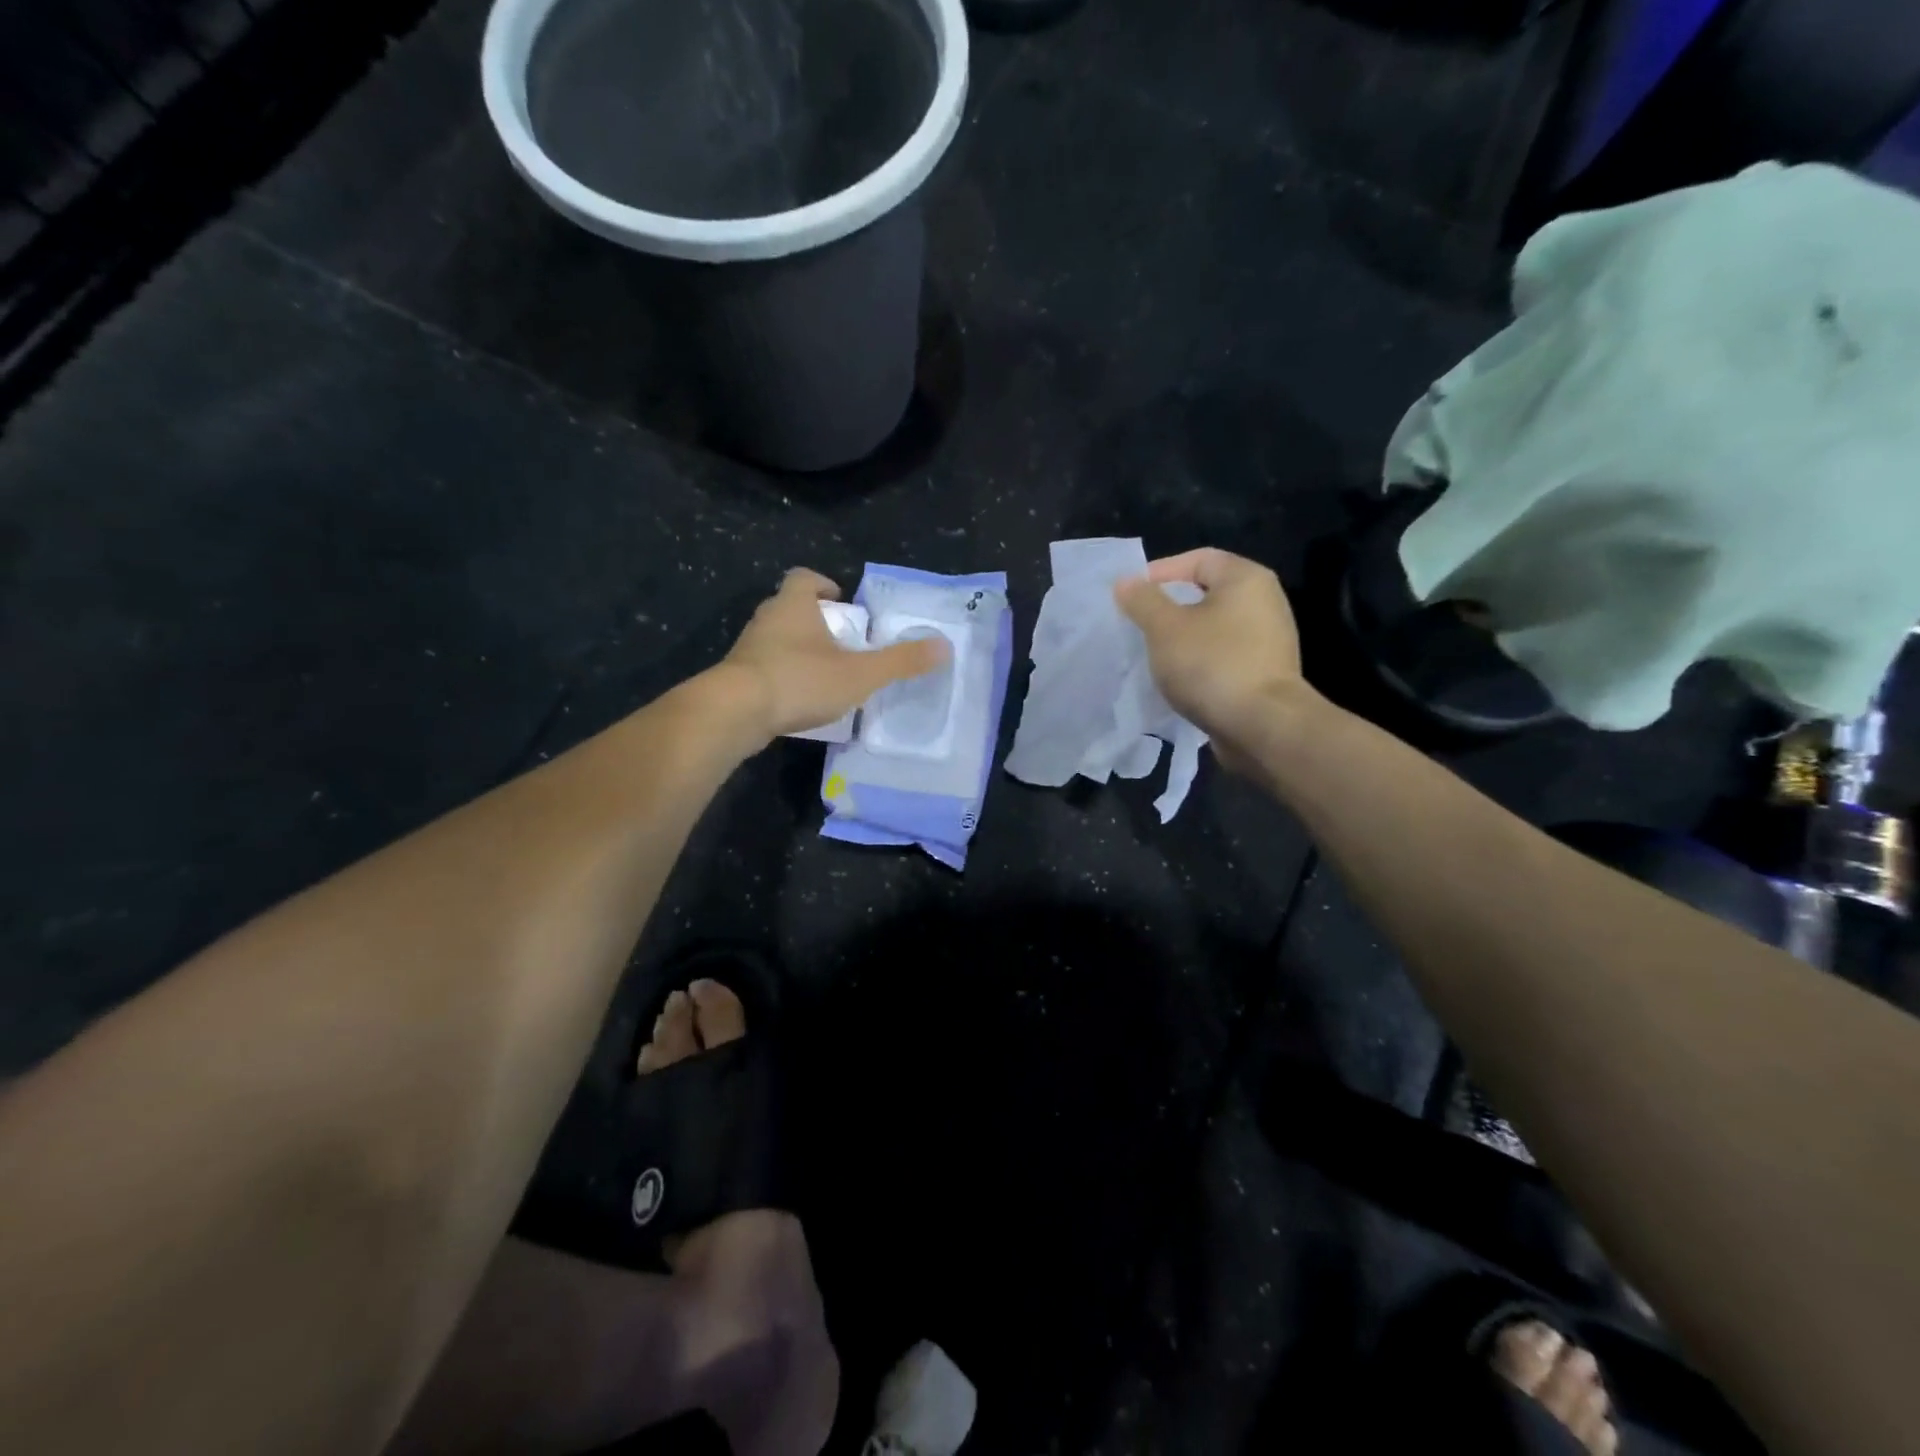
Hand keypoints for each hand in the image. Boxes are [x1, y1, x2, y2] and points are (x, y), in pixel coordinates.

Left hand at [722, 568, 947, 742]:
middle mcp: (766, 620)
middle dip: (815, 621)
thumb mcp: (859, 673)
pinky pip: (765, 668)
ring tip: (825, 674)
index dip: (823, 585)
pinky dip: (784, 676)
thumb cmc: (799, 680)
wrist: (735, 712)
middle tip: (841, 642)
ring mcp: (747, 649)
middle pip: (790, 608)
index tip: (840, 601)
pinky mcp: (736, 678)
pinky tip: (799, 700)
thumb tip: (944, 647)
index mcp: (794, 605)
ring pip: (776, 639)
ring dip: (799, 650)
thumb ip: (901, 661)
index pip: (804, 578)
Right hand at [1114, 548, 1314, 767]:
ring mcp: (1268, 640)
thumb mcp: (1165, 628)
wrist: (1262, 727)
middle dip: (1168, 607)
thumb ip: (1143, 600)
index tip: (1130, 596)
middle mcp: (1264, 601)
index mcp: (1246, 579)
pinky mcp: (1264, 672)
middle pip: (1206, 593)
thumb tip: (1126, 582)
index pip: (1198, 559)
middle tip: (1137, 625)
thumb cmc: (1211, 664)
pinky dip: (1198, 661)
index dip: (1160, 572)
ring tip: (1152, 653)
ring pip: (1213, 627)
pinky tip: (1177, 678)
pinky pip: (1222, 655)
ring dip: (1181, 637)